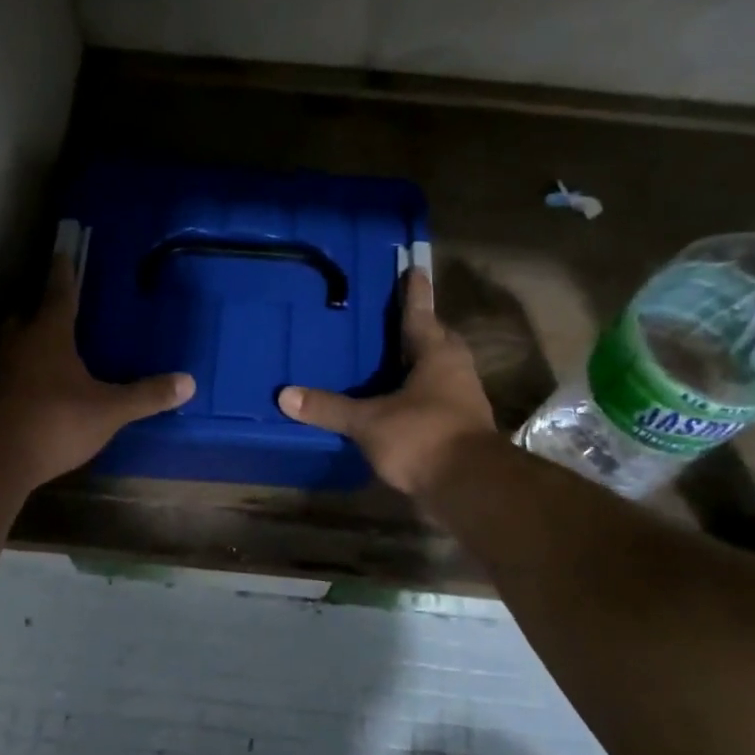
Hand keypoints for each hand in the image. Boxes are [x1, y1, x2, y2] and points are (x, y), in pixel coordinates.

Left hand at [0, 253, 195, 486]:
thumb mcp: (110, 410)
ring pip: (10, 346)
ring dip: (23, 343)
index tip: (62, 252)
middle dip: (37, 312)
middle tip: (52, 311)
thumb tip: (189, 382)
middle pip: (25, 317)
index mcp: (49, 335)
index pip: (59, 294)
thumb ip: (146, 395)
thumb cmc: (57, 420)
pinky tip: (29, 389)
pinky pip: (3, 376)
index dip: (64, 274)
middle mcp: (18, 344)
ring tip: (41, 350)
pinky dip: (16, 375)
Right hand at [278, 269, 495, 496]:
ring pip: (440, 371)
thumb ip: (329, 408)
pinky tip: (397, 404)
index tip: (414, 269)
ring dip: (420, 364)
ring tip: (391, 360)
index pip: (421, 314)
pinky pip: (437, 399)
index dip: (414, 293)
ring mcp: (462, 400)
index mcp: (437, 355)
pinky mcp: (460, 428)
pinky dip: (418, 395)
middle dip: (420, 328)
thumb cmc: (423, 437)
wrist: (470, 486)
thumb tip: (285, 396)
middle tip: (396, 319)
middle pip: (438, 340)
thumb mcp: (369, 422)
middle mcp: (455, 371)